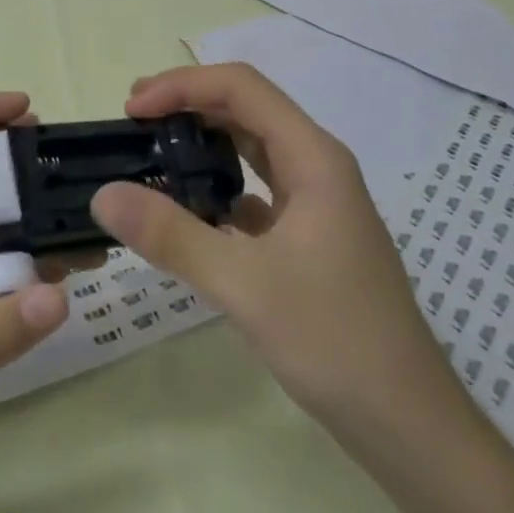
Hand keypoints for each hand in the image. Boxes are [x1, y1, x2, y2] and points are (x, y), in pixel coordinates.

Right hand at [92, 64, 464, 443]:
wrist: (409, 426)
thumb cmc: (335, 341)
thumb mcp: (244, 285)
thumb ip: (171, 235)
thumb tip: (104, 194)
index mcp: (313, 157)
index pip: (242, 88)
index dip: (183, 86)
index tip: (133, 109)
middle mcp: (318, 167)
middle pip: (247, 110)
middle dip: (188, 106)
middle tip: (133, 123)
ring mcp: (317, 203)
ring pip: (252, 149)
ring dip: (203, 144)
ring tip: (154, 156)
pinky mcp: (310, 237)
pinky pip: (257, 191)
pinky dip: (219, 187)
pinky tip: (190, 212)